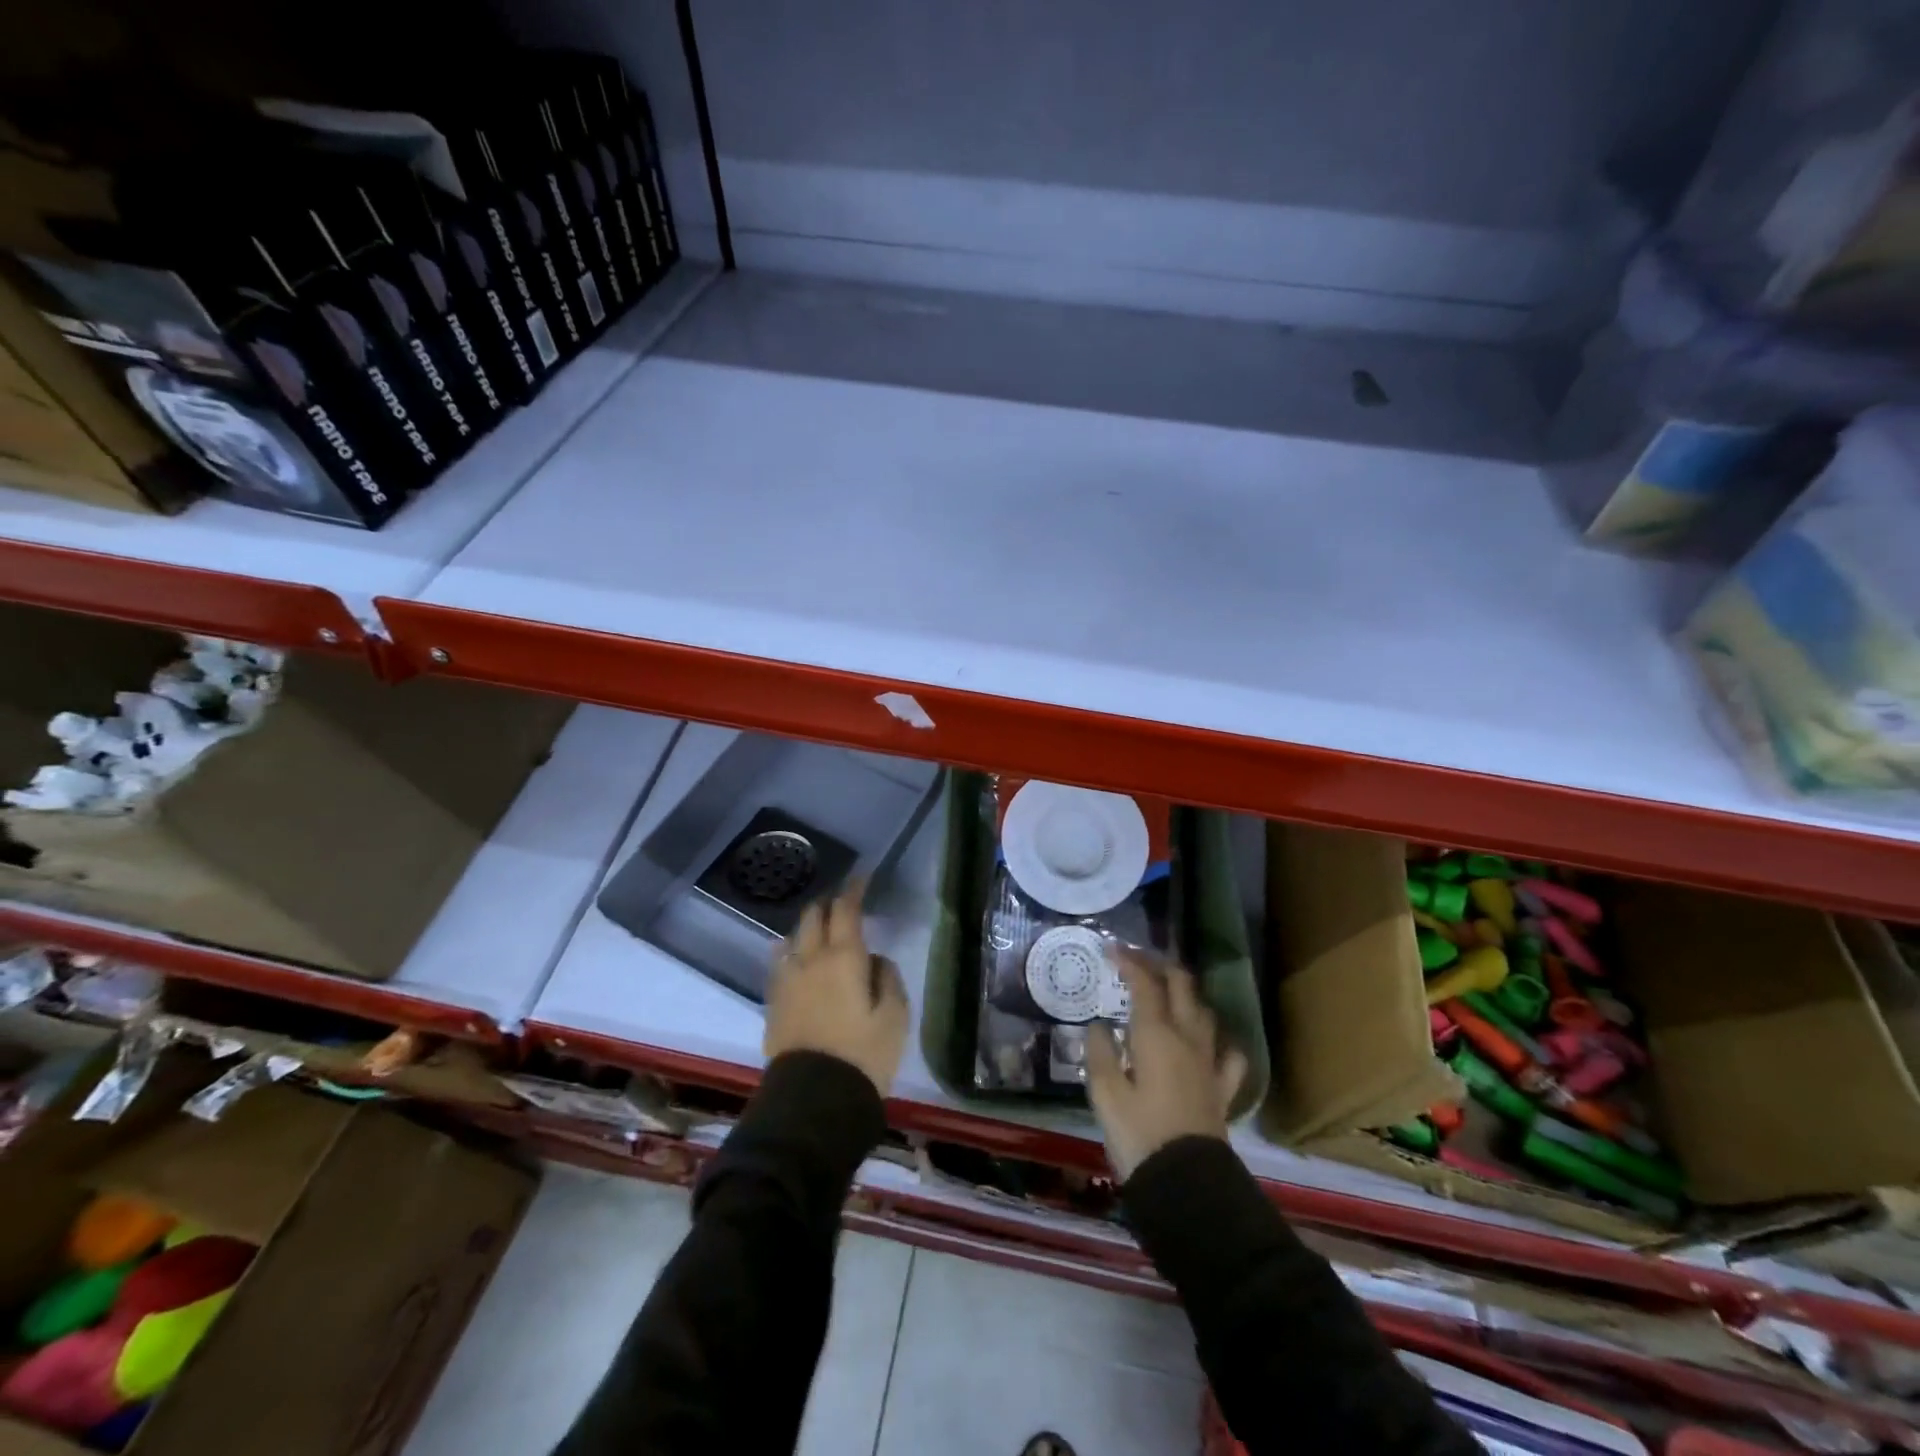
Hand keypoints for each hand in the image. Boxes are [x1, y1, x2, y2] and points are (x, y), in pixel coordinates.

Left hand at [764, 882, 909, 1097]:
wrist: (815, 1100)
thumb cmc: (864, 1054)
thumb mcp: (895, 1016)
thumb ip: (888, 977)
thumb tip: (875, 960)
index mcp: (844, 957)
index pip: (845, 909)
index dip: (853, 889)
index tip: (861, 878)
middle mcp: (810, 960)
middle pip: (812, 917)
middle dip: (827, 904)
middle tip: (842, 903)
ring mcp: (786, 981)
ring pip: (791, 939)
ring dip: (805, 929)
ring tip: (818, 932)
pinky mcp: (773, 1004)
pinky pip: (780, 966)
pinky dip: (791, 954)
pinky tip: (797, 962)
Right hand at [1086, 951, 1246, 1179]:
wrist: (1186, 1184)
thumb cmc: (1138, 1134)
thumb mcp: (1105, 1093)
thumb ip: (1100, 1052)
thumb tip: (1100, 1025)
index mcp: (1156, 1035)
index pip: (1145, 984)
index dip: (1129, 961)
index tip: (1111, 948)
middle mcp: (1187, 1038)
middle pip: (1181, 986)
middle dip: (1160, 965)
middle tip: (1138, 959)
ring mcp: (1209, 1063)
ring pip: (1204, 1012)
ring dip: (1186, 994)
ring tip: (1168, 992)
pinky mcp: (1222, 1089)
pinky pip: (1228, 1054)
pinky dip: (1216, 1039)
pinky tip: (1207, 1043)